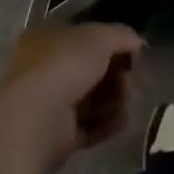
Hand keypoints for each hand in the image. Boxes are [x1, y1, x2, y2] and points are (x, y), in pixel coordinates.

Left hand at [0, 23, 142, 173]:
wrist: (36, 120)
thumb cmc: (64, 66)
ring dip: (114, 100)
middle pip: (91, 71)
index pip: (84, 39)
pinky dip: (107, 123)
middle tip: (128, 81)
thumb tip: (138, 43)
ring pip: (92, 99)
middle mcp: (44, 71)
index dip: (111, 45)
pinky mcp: (58, 137)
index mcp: (46, 40)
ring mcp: (50, 105)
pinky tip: (119, 120)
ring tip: (123, 102)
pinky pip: (90, 126)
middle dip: (115, 75)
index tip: (131, 54)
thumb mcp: (100, 37)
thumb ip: (121, 36)